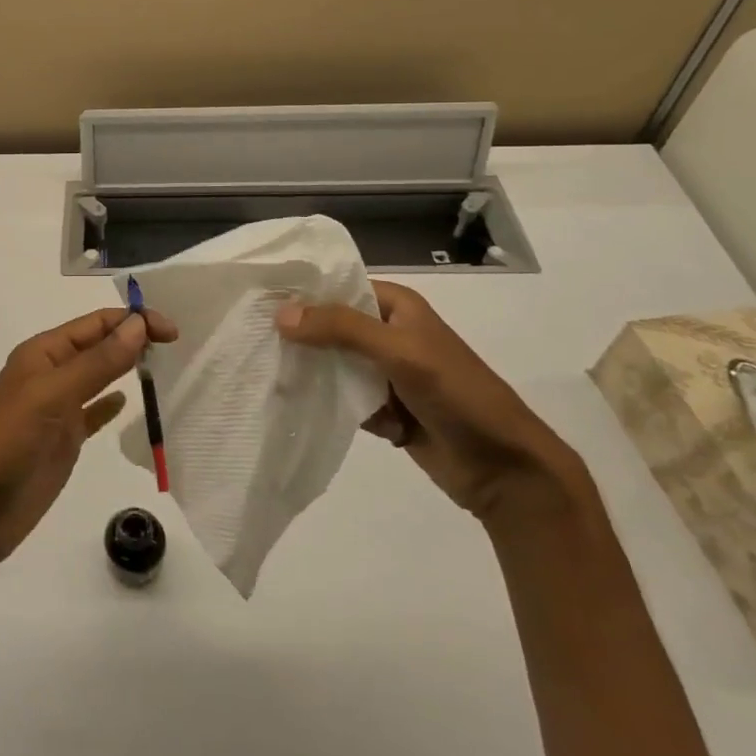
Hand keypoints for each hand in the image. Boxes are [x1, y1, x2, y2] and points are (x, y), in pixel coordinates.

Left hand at [0, 307, 177, 566]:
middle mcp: (51, 373)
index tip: (172, 331)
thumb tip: (138, 325)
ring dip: (125, 365)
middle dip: (133, 338)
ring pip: (99, 376)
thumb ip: (97, 362)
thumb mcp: (53, 395)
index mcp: (43, 353)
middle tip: (175, 344)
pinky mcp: (63, 439)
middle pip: (99, 345)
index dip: (132, 321)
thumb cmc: (9, 442)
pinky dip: (110, 404)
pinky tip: (127, 402)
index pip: (95, 324)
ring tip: (162, 363)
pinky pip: (93, 412)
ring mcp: (57, 407)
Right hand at [277, 281, 583, 523]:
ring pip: (334, 364)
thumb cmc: (458, 394)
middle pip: (331, 326)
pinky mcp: (384, 409)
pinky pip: (343, 398)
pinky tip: (294, 405)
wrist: (505, 468)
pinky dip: (326, 403)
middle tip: (250, 338)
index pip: (340, 287)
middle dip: (299, 335)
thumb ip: (341, 329)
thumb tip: (280, 314)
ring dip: (310, 372)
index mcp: (398, 307)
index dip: (303, 292)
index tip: (256, 298)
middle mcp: (389, 334)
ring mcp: (386, 373)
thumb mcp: (400, 351)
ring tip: (263, 372)